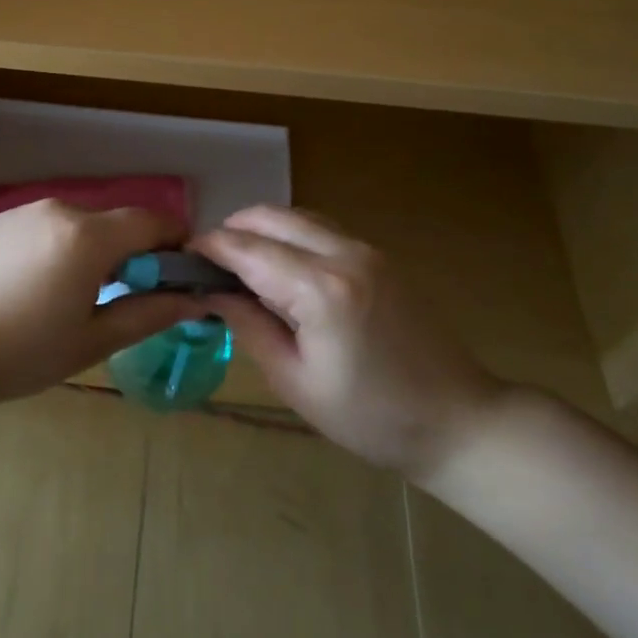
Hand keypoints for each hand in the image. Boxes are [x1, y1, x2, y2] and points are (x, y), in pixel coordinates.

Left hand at [0, 200, 206, 405]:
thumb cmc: (18, 352)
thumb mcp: (91, 341)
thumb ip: (148, 314)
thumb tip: (195, 300)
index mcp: (87, 237)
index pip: (152, 222)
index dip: (175, 243)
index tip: (181, 274)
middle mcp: (60, 210)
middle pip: (116, 224)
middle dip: (134, 253)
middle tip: (129, 298)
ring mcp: (24, 212)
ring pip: (81, 225)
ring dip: (96, 252)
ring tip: (78, 299)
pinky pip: (48, 228)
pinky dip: (62, 248)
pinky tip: (39, 288)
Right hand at [192, 206, 505, 481]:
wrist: (458, 422)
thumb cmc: (369, 418)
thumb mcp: (295, 381)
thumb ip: (248, 325)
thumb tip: (210, 291)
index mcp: (320, 289)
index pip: (246, 248)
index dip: (207, 249)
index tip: (180, 260)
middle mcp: (343, 254)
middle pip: (269, 216)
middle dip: (231, 231)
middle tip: (208, 267)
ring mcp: (366, 249)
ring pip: (295, 216)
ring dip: (260, 231)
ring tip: (240, 269)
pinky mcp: (379, 256)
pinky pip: (320, 229)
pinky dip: (289, 237)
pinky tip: (281, 271)